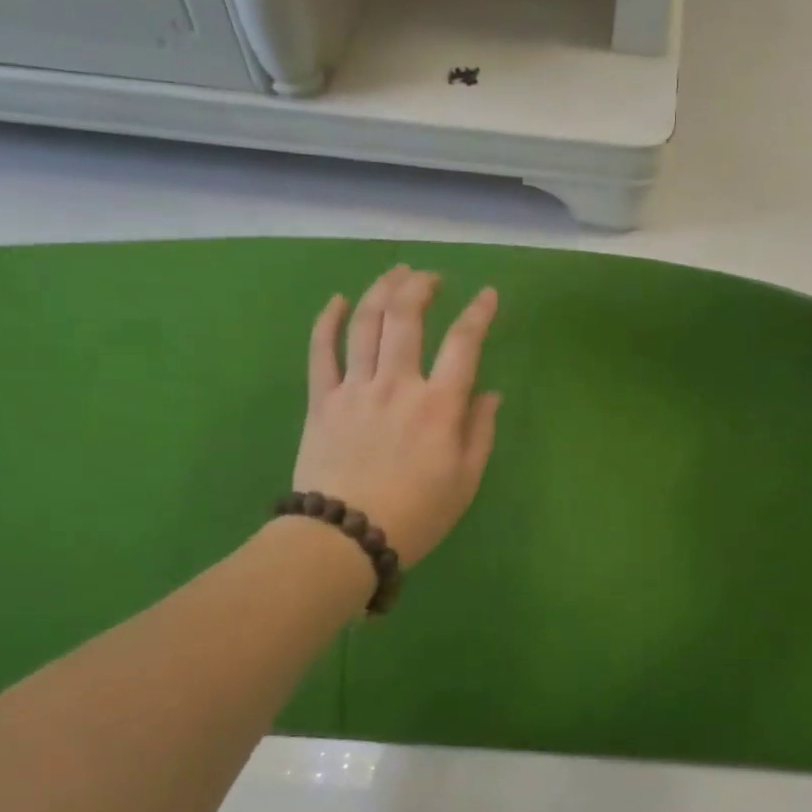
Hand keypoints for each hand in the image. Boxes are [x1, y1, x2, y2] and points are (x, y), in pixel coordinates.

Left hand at [293, 265, 501, 567]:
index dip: (479, 313)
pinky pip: (321, 350)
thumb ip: (480, 431)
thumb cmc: (416, 515)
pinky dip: (329, 320)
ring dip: (382, 290)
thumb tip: (490, 394)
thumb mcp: (466, 481)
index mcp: (439, 405)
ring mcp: (355, 388)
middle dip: (421, 286)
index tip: (489, 294)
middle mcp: (397, 384)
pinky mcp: (323, 400)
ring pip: (365, 323)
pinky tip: (338, 300)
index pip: (464, 343)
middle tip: (432, 277)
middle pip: (406, 317)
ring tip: (395, 273)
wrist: (344, 539)